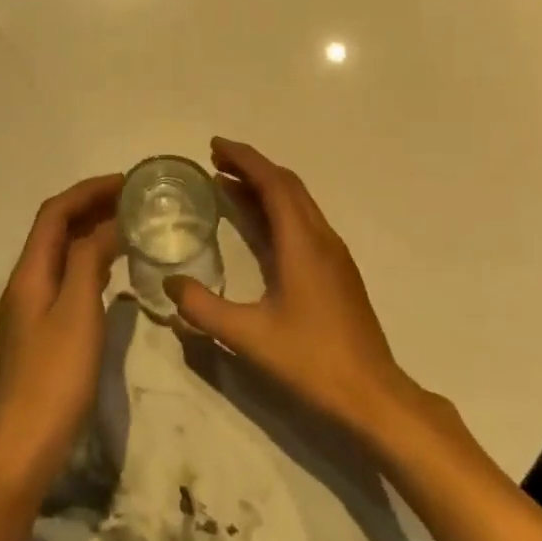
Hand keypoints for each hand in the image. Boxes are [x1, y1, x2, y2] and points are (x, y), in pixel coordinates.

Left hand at [0, 174, 123, 500]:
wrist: (23, 447)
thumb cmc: (54, 377)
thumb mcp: (78, 312)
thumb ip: (90, 262)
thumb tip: (109, 224)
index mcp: (29, 272)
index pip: (55, 213)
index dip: (88, 191)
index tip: (127, 182)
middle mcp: (26, 282)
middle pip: (56, 230)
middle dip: (91, 206)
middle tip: (135, 200)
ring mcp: (33, 308)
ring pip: (63, 254)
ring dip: (92, 232)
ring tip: (131, 225)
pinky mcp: (44, 331)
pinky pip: (68, 279)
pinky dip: (92, 262)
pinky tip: (116, 271)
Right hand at [166, 138, 422, 439]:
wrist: (372, 394)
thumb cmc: (311, 360)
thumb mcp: (248, 336)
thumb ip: (203, 308)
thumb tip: (169, 284)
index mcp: (302, 243)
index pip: (273, 183)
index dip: (244, 159)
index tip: (214, 145)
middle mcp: (321, 238)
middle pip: (287, 185)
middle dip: (252, 167)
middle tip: (215, 160)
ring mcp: (333, 255)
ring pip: (298, 204)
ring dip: (264, 188)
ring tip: (227, 185)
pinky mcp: (337, 272)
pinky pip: (303, 223)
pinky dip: (276, 210)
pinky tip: (257, 227)